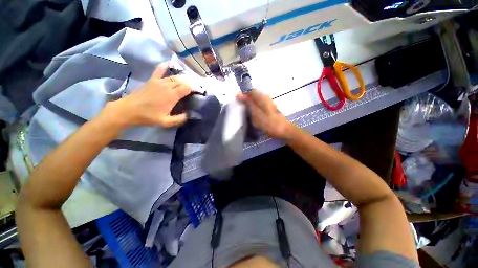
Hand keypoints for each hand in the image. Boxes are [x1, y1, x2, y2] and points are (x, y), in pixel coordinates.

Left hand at [104, 63, 191, 127]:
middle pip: (183, 80)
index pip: (188, 87)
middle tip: (195, 89)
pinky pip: (160, 69)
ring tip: (188, 82)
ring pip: (175, 76)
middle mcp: (167, 86)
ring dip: (183, 78)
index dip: (195, 89)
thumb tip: (190, 114)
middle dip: (191, 83)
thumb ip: (180, 119)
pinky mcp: (152, 79)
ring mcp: (159, 81)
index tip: (199, 93)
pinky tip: (171, 64)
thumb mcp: (166, 122)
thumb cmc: (148, 117)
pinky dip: (166, 66)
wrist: (128, 110)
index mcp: (172, 96)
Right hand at [237, 89, 296, 139]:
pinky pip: (258, 104)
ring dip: (249, 103)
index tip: (236, 102)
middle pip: (252, 94)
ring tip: (244, 111)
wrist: (283, 130)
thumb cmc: (269, 123)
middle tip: (239, 107)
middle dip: (245, 99)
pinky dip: (253, 107)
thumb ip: (248, 103)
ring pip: (255, 99)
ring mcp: (268, 102)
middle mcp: (265, 97)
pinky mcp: (268, 107)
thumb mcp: (256, 114)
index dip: (242, 94)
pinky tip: (251, 113)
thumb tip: (239, 94)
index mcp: (261, 97)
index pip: (249, 90)